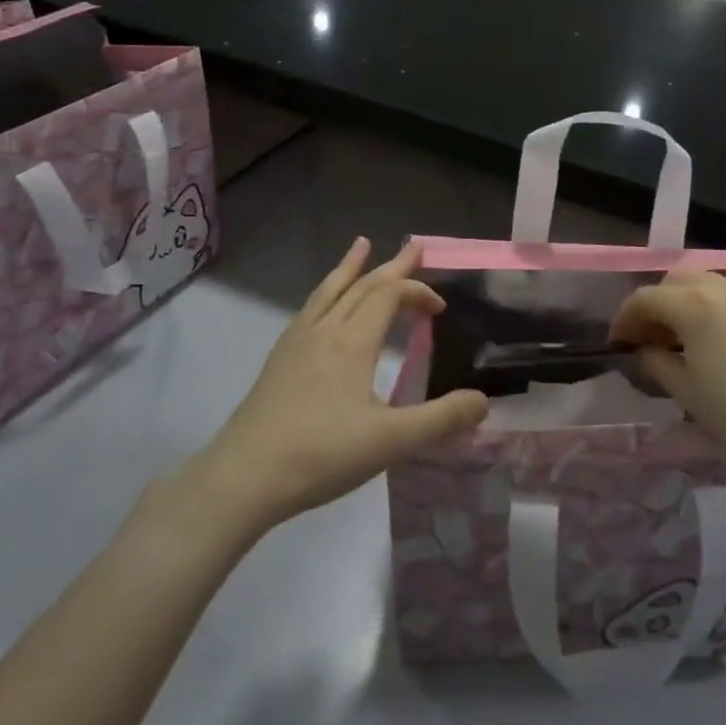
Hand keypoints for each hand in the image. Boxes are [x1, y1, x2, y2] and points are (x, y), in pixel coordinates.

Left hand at [189, 240, 487, 530]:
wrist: (242, 479)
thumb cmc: (321, 455)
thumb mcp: (391, 442)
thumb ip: (441, 420)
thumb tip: (483, 401)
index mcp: (352, 342)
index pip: (389, 296)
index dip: (417, 292)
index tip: (439, 310)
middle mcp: (324, 331)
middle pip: (362, 285)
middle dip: (392, 266)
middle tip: (414, 247)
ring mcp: (296, 343)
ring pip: (329, 291)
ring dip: (351, 268)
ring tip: (361, 245)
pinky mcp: (277, 361)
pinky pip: (309, 309)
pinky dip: (327, 293)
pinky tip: (323, 307)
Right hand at [610, 269, 725, 482]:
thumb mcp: (684, 391)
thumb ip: (656, 361)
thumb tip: (646, 349)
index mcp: (694, 303)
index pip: (646, 298)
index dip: (625, 319)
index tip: (618, 343)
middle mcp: (725, 287)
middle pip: (677, 280)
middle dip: (658, 304)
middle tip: (651, 338)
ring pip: (710, 284)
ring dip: (689, 303)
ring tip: (686, 340)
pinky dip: (719, 311)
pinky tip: (723, 345)